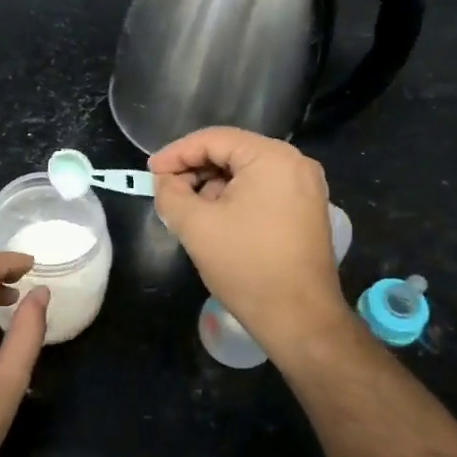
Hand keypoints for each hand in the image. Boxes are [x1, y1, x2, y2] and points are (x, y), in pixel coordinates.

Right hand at [150, 128, 347, 352]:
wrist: (298, 317)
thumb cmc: (245, 265)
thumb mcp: (196, 226)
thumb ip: (170, 194)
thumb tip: (164, 181)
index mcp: (272, 157)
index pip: (214, 139)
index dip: (176, 153)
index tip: (150, 173)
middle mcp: (295, 164)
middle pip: (232, 153)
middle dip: (195, 171)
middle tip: (167, 193)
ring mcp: (306, 188)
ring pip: (246, 174)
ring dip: (213, 187)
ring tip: (188, 212)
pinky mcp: (306, 211)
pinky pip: (263, 192)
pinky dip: (235, 200)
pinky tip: (215, 222)